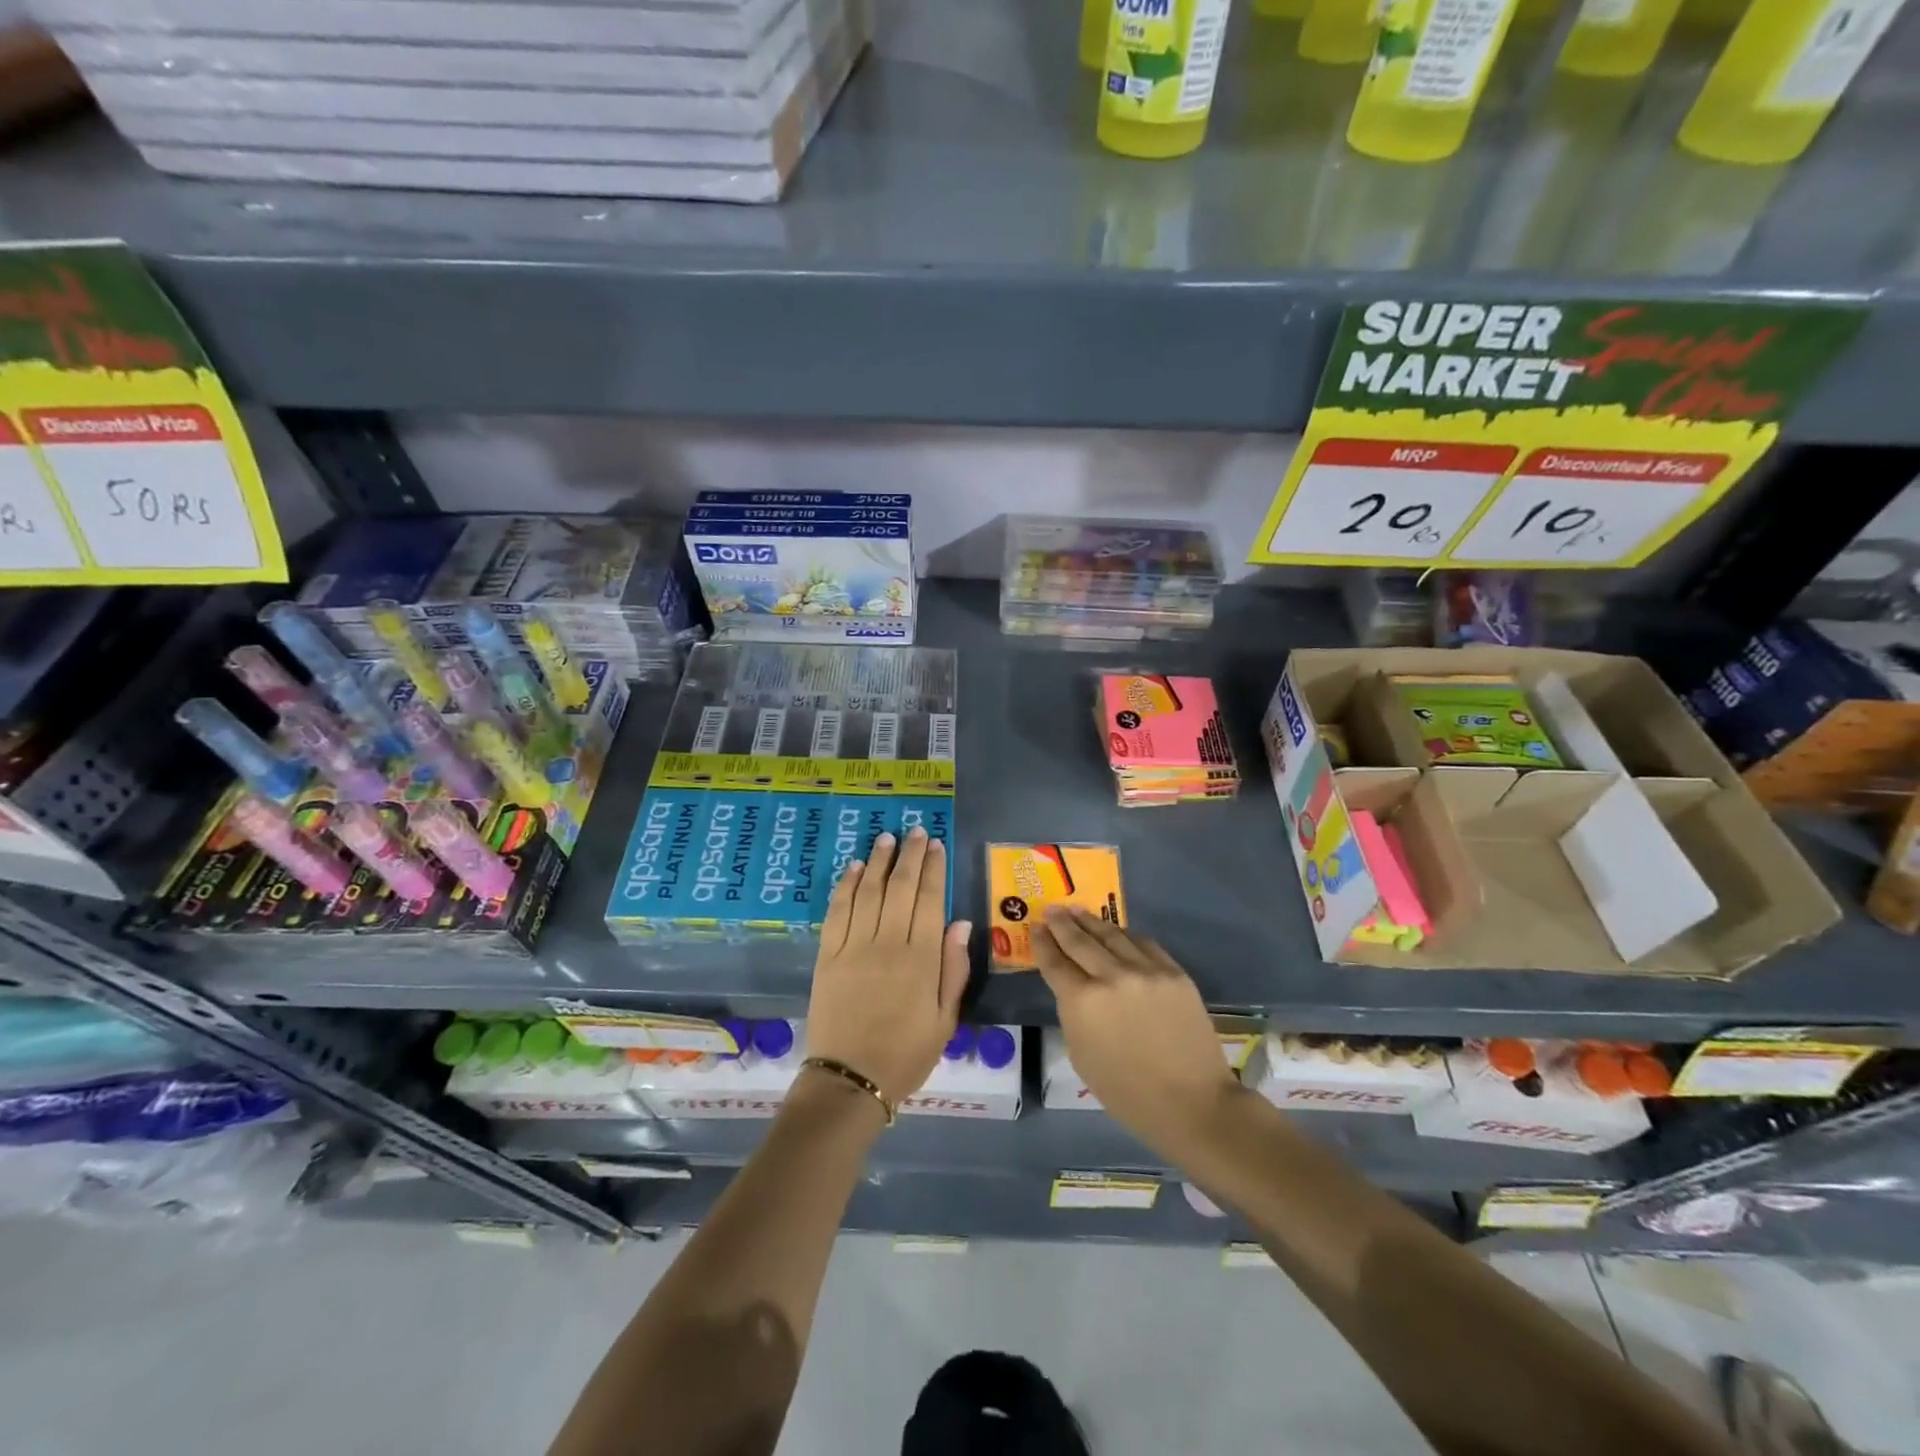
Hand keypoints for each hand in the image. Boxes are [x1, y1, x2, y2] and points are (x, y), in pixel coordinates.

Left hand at [806, 827, 970, 1105]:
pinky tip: (854, 868)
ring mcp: (853, 946)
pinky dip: (846, 886)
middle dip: (909, 855)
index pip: (929, 900)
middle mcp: (887, 943)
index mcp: (920, 959)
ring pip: (868, 892)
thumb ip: (953, 969)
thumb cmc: (906, 1054)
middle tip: (914, 831)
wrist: (850, 1080)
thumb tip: (960, 923)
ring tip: (886, 838)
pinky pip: (837, 911)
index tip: (935, 844)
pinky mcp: (827, 955)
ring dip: (878, 862)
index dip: (933, 869)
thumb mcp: (945, 1019)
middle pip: (900, 887)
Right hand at [1032, 906, 1242, 1156]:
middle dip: (1062, 923)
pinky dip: (1125, 935)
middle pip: (1080, 941)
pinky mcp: (1173, 972)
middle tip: (1052, 909)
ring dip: (1091, 922)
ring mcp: (1146, 970)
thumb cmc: (1128, 1092)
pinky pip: (1143, 944)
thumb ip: (1073, 1014)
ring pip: (1112, 935)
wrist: (1192, 1102)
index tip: (1036, 927)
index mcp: (1082, 1002)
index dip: (1042, 943)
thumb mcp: (1081, 1056)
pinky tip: (1117, 931)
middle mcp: (1111, 976)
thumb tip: (1074, 989)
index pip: (1055, 962)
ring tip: (1078, 911)